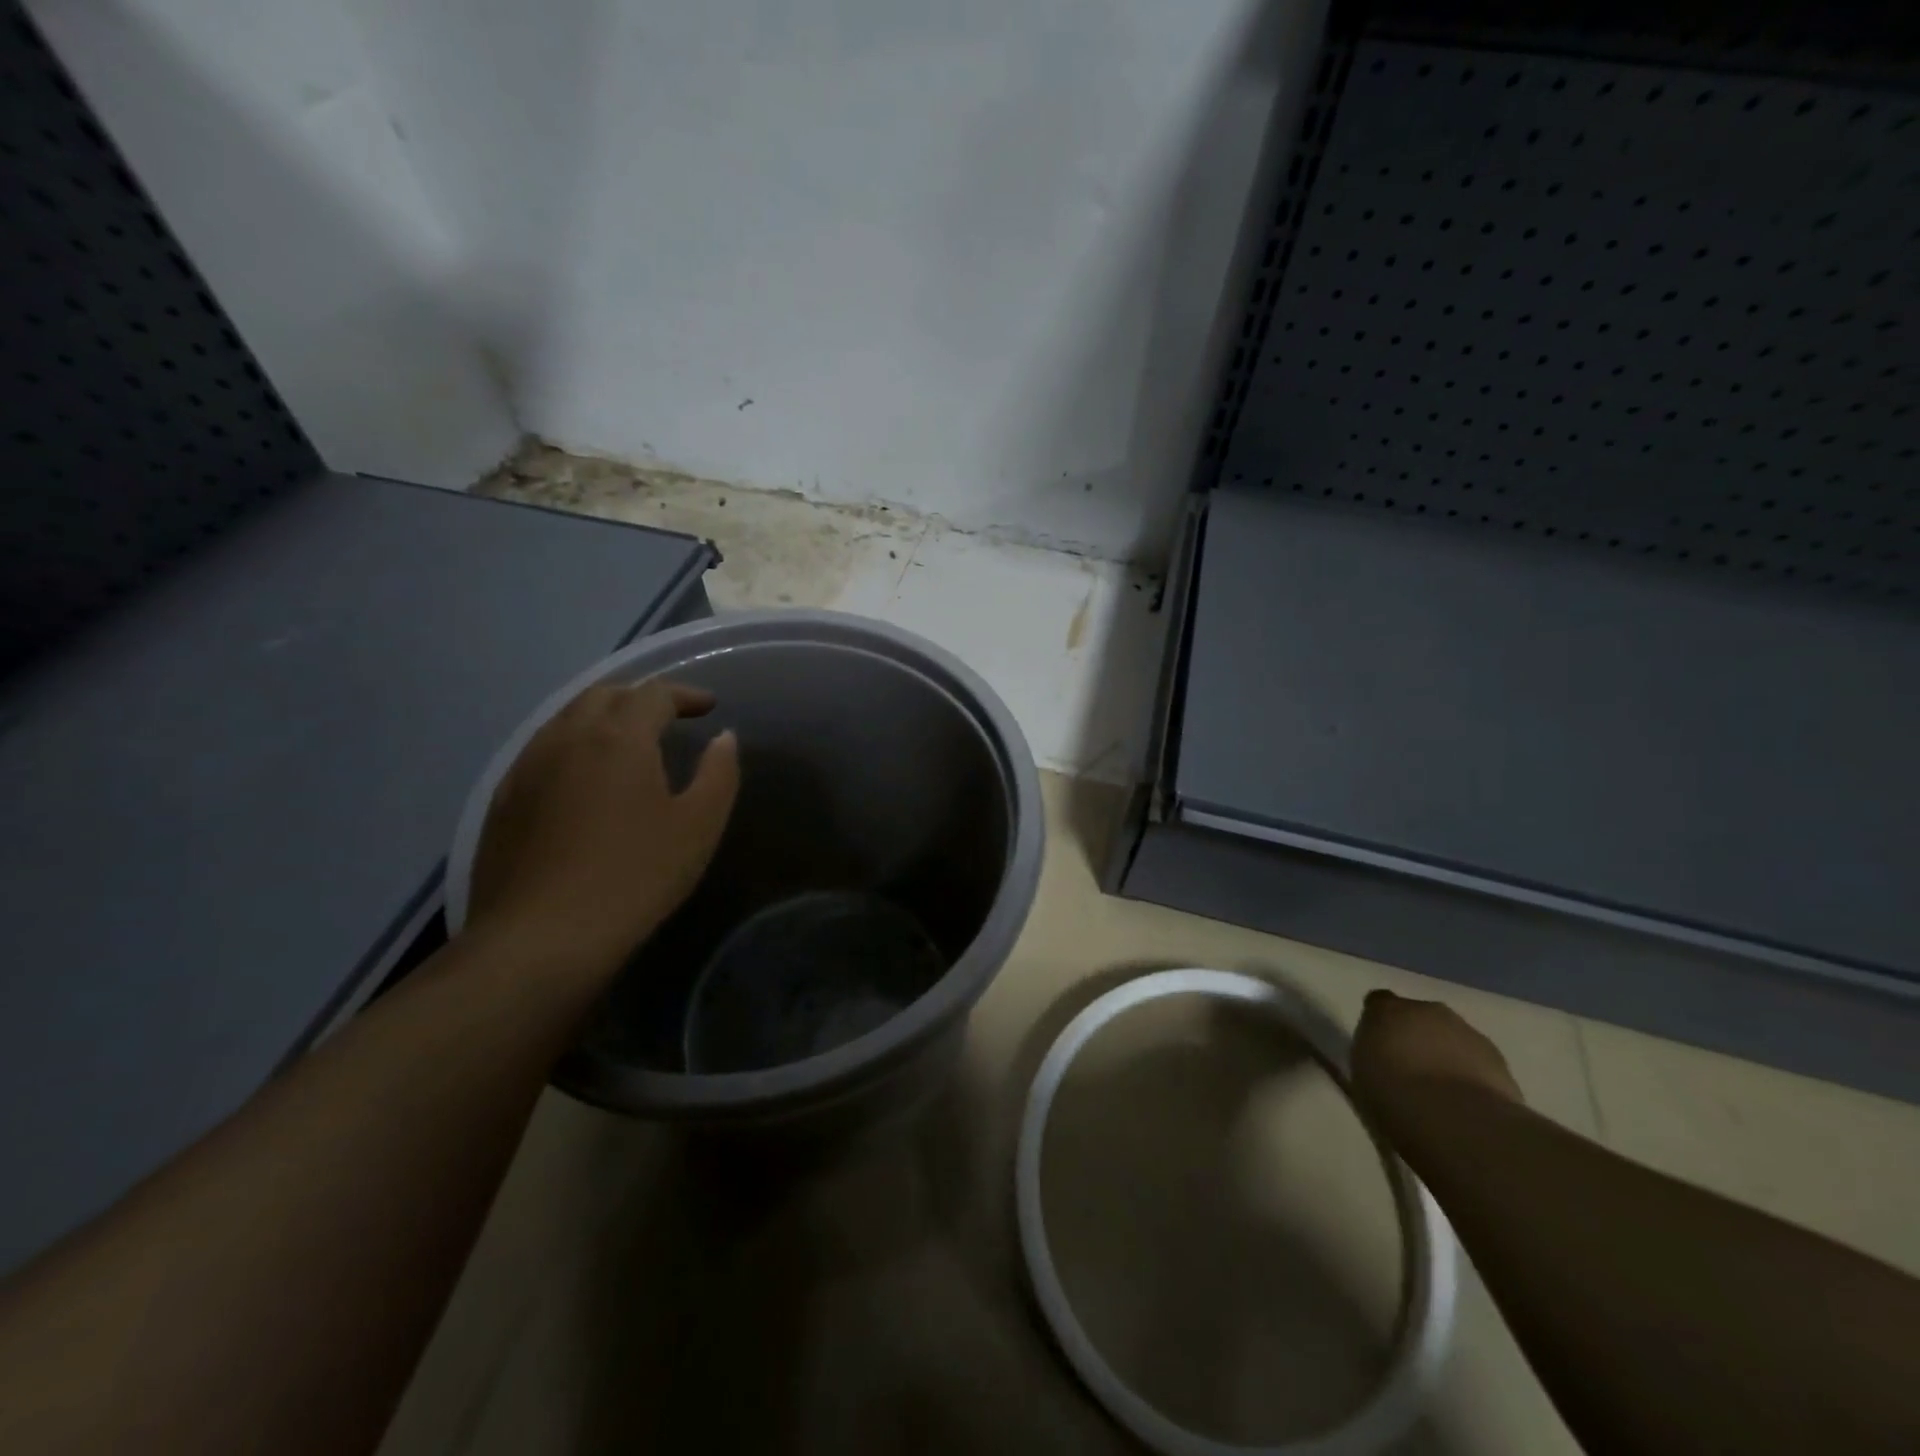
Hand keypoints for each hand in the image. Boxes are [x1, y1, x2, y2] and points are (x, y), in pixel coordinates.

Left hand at [466, 680, 739, 972]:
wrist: (540, 939)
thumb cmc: (634, 876)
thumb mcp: (699, 826)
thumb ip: (719, 773)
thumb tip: (723, 738)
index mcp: (619, 737)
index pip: (654, 693)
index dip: (685, 694)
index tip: (708, 707)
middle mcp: (567, 736)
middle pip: (604, 695)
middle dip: (641, 697)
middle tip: (668, 717)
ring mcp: (527, 766)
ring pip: (566, 718)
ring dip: (603, 716)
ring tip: (627, 740)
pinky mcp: (504, 799)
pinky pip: (542, 749)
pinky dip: (572, 744)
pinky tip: (583, 777)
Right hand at [1351, 990, 1524, 1115]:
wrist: (1455, 1120)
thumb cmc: (1391, 1096)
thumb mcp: (1360, 1077)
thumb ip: (1371, 1060)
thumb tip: (1377, 1064)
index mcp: (1385, 1010)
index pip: (1379, 1003)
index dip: (1381, 1024)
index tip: (1379, 1048)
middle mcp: (1426, 1010)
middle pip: (1420, 1017)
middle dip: (1417, 1038)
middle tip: (1411, 1073)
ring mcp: (1467, 1032)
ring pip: (1453, 1038)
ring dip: (1447, 1057)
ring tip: (1443, 1095)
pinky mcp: (1499, 1060)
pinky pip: (1478, 1062)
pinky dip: (1473, 1076)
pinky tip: (1468, 1105)